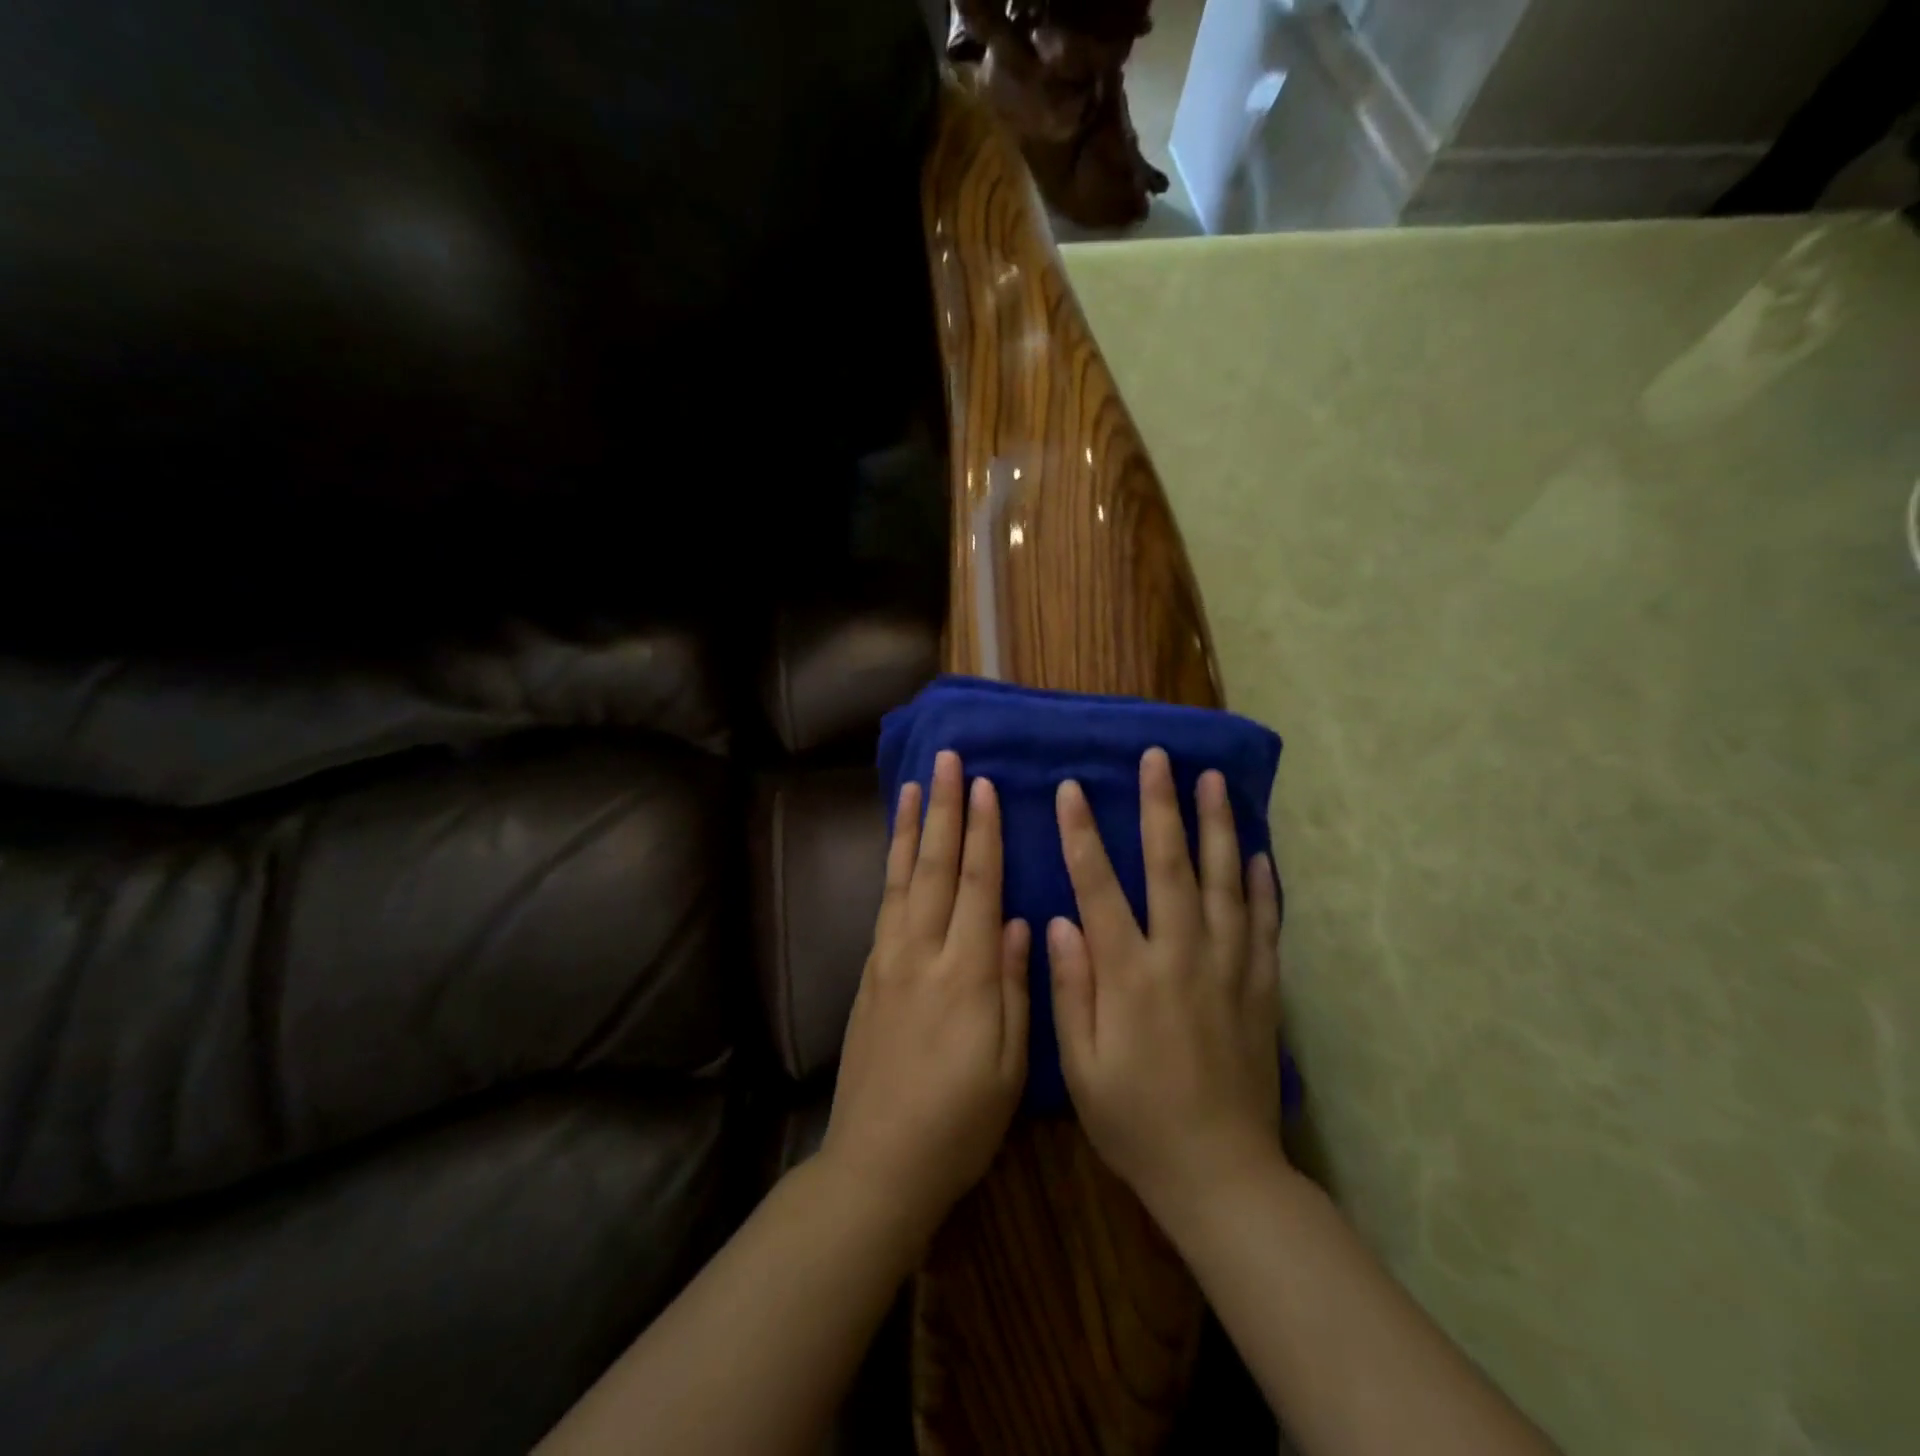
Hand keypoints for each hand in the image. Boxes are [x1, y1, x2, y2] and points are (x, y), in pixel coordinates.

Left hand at [821, 750, 1030, 1239]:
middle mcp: (922, 955)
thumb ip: (1013, 986)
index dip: (983, 833)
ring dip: (909, 828)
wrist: (877, 1162)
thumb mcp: (1010, 1066)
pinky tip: (896, 850)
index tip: (984, 785)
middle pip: (935, 868)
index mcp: (966, 975)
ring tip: (913, 785)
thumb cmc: (959, 1121)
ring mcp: (888, 962)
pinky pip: (883, 905)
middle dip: (943, 810)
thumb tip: (1016, 920)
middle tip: (947, 761)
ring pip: (901, 879)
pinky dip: (890, 867)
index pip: (978, 885)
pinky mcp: (869, 975)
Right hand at [1048, 748, 1283, 1219]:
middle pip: (1171, 867)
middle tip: (1159, 758)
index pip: (1099, 888)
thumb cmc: (1136, 1122)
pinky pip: (1265, 925)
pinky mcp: (1262, 989)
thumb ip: (1071, 989)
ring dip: (1218, 827)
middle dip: (1162, 807)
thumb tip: (1059, 922)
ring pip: (1225, 883)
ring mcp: (1229, 970)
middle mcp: (1182, 958)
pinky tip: (1259, 852)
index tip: (1072, 788)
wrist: (1221, 1175)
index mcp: (1130, 976)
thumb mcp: (1082, 1067)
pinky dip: (1263, 885)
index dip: (1083, 835)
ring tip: (1213, 781)